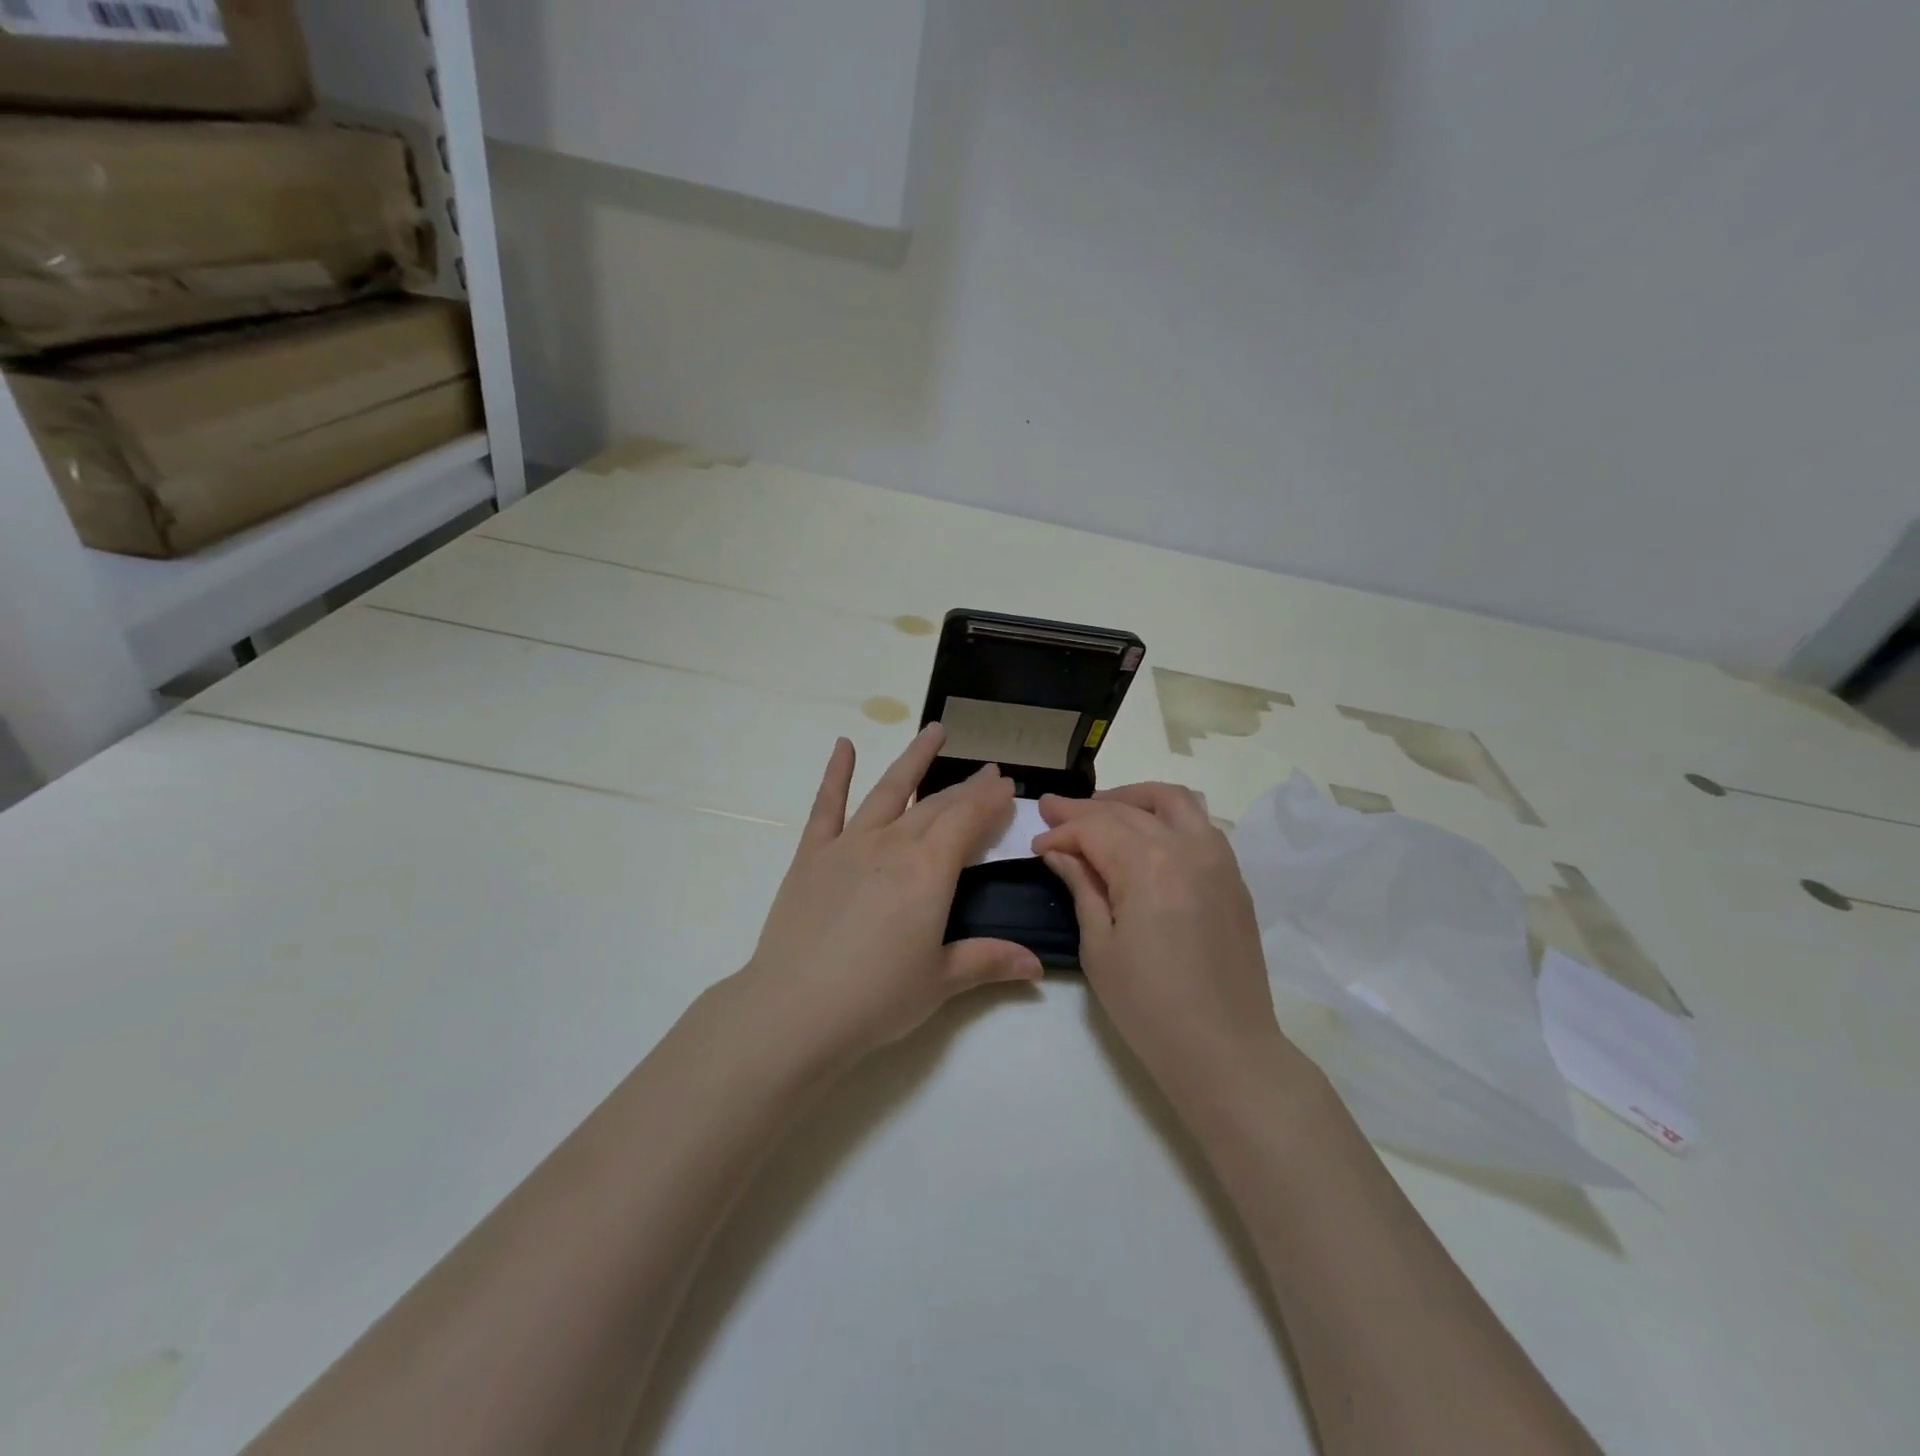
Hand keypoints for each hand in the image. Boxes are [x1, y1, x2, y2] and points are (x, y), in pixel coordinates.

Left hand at [742, 725, 1043, 1066]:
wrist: (794, 1009)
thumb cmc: (876, 998)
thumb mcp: (941, 982)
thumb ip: (989, 961)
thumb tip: (1036, 965)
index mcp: (929, 871)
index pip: (969, 821)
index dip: (991, 801)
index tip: (1008, 785)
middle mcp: (893, 844)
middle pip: (937, 805)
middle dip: (967, 786)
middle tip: (989, 770)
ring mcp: (849, 844)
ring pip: (889, 790)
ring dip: (914, 759)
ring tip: (935, 730)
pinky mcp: (812, 854)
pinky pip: (826, 805)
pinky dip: (835, 773)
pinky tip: (843, 745)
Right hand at [1033, 783, 1291, 1100]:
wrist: (1225, 1050)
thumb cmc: (1149, 1006)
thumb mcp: (1099, 947)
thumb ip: (1082, 888)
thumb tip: (1060, 853)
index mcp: (1147, 865)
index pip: (1094, 829)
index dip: (1061, 832)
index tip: (1037, 844)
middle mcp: (1186, 847)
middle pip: (1127, 809)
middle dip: (1085, 809)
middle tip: (1052, 810)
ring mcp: (1217, 858)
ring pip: (1172, 800)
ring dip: (1131, 799)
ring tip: (1101, 810)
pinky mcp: (1233, 876)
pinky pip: (1199, 823)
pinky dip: (1166, 816)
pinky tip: (1145, 835)